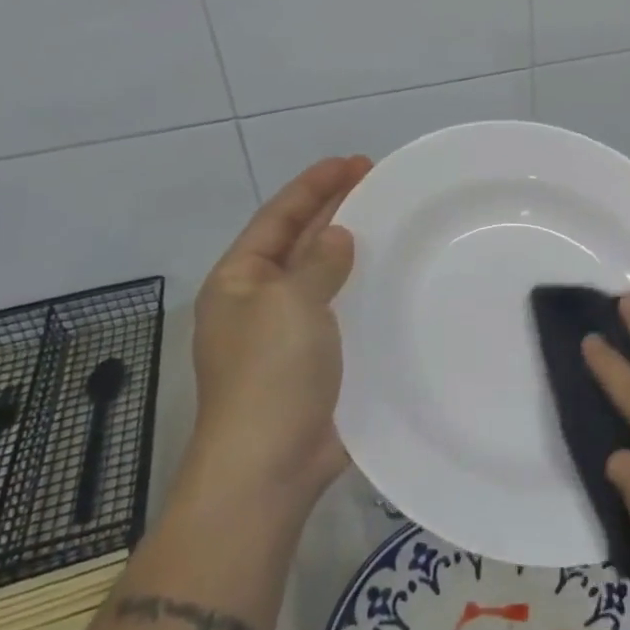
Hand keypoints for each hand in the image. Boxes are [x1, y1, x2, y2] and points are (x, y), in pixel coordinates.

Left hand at [186, 156, 372, 509]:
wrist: (268, 467)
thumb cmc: (271, 374)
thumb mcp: (290, 303)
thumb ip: (317, 262)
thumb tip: (337, 236)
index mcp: (239, 281)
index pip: (278, 217)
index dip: (314, 185)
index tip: (353, 162)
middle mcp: (260, 301)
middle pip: (299, 241)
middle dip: (334, 209)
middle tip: (377, 181)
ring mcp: (287, 334)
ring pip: (322, 276)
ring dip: (350, 248)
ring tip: (388, 221)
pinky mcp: (316, 362)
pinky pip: (340, 311)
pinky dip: (361, 290)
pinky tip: (390, 280)